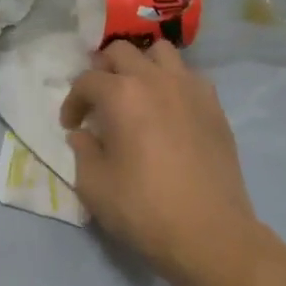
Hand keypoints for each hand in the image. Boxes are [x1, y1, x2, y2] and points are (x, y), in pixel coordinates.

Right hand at [59, 41, 257, 285]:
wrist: (210, 233)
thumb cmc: (145, 209)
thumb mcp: (95, 186)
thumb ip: (83, 152)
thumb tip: (83, 135)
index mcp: (121, 95)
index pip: (87, 81)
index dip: (73, 102)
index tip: (72, 126)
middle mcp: (155, 79)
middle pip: (121, 52)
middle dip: (103, 70)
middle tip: (98, 100)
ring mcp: (189, 88)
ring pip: (160, 52)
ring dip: (142, 65)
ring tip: (136, 92)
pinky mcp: (214, 105)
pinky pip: (189, 76)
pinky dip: (173, 82)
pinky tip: (169, 109)